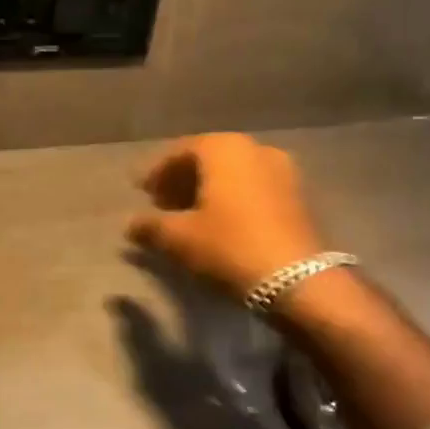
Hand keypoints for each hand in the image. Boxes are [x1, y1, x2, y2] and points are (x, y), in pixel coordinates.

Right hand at [127, 133, 325, 297]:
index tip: (141, 192)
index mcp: (224, 148)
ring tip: (190, 216)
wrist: (297, 280)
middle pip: (209, 158)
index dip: (157, 172)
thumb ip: (150, 225)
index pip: (181, 151)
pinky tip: (221, 223)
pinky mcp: (298, 196)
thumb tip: (131, 224)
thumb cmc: (229, 247)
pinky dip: (233, 198)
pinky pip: (254, 187)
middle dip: (183, 179)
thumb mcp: (179, 238)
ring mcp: (282, 170)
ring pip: (234, 173)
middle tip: (162, 204)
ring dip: (208, 189)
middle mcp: (255, 149)